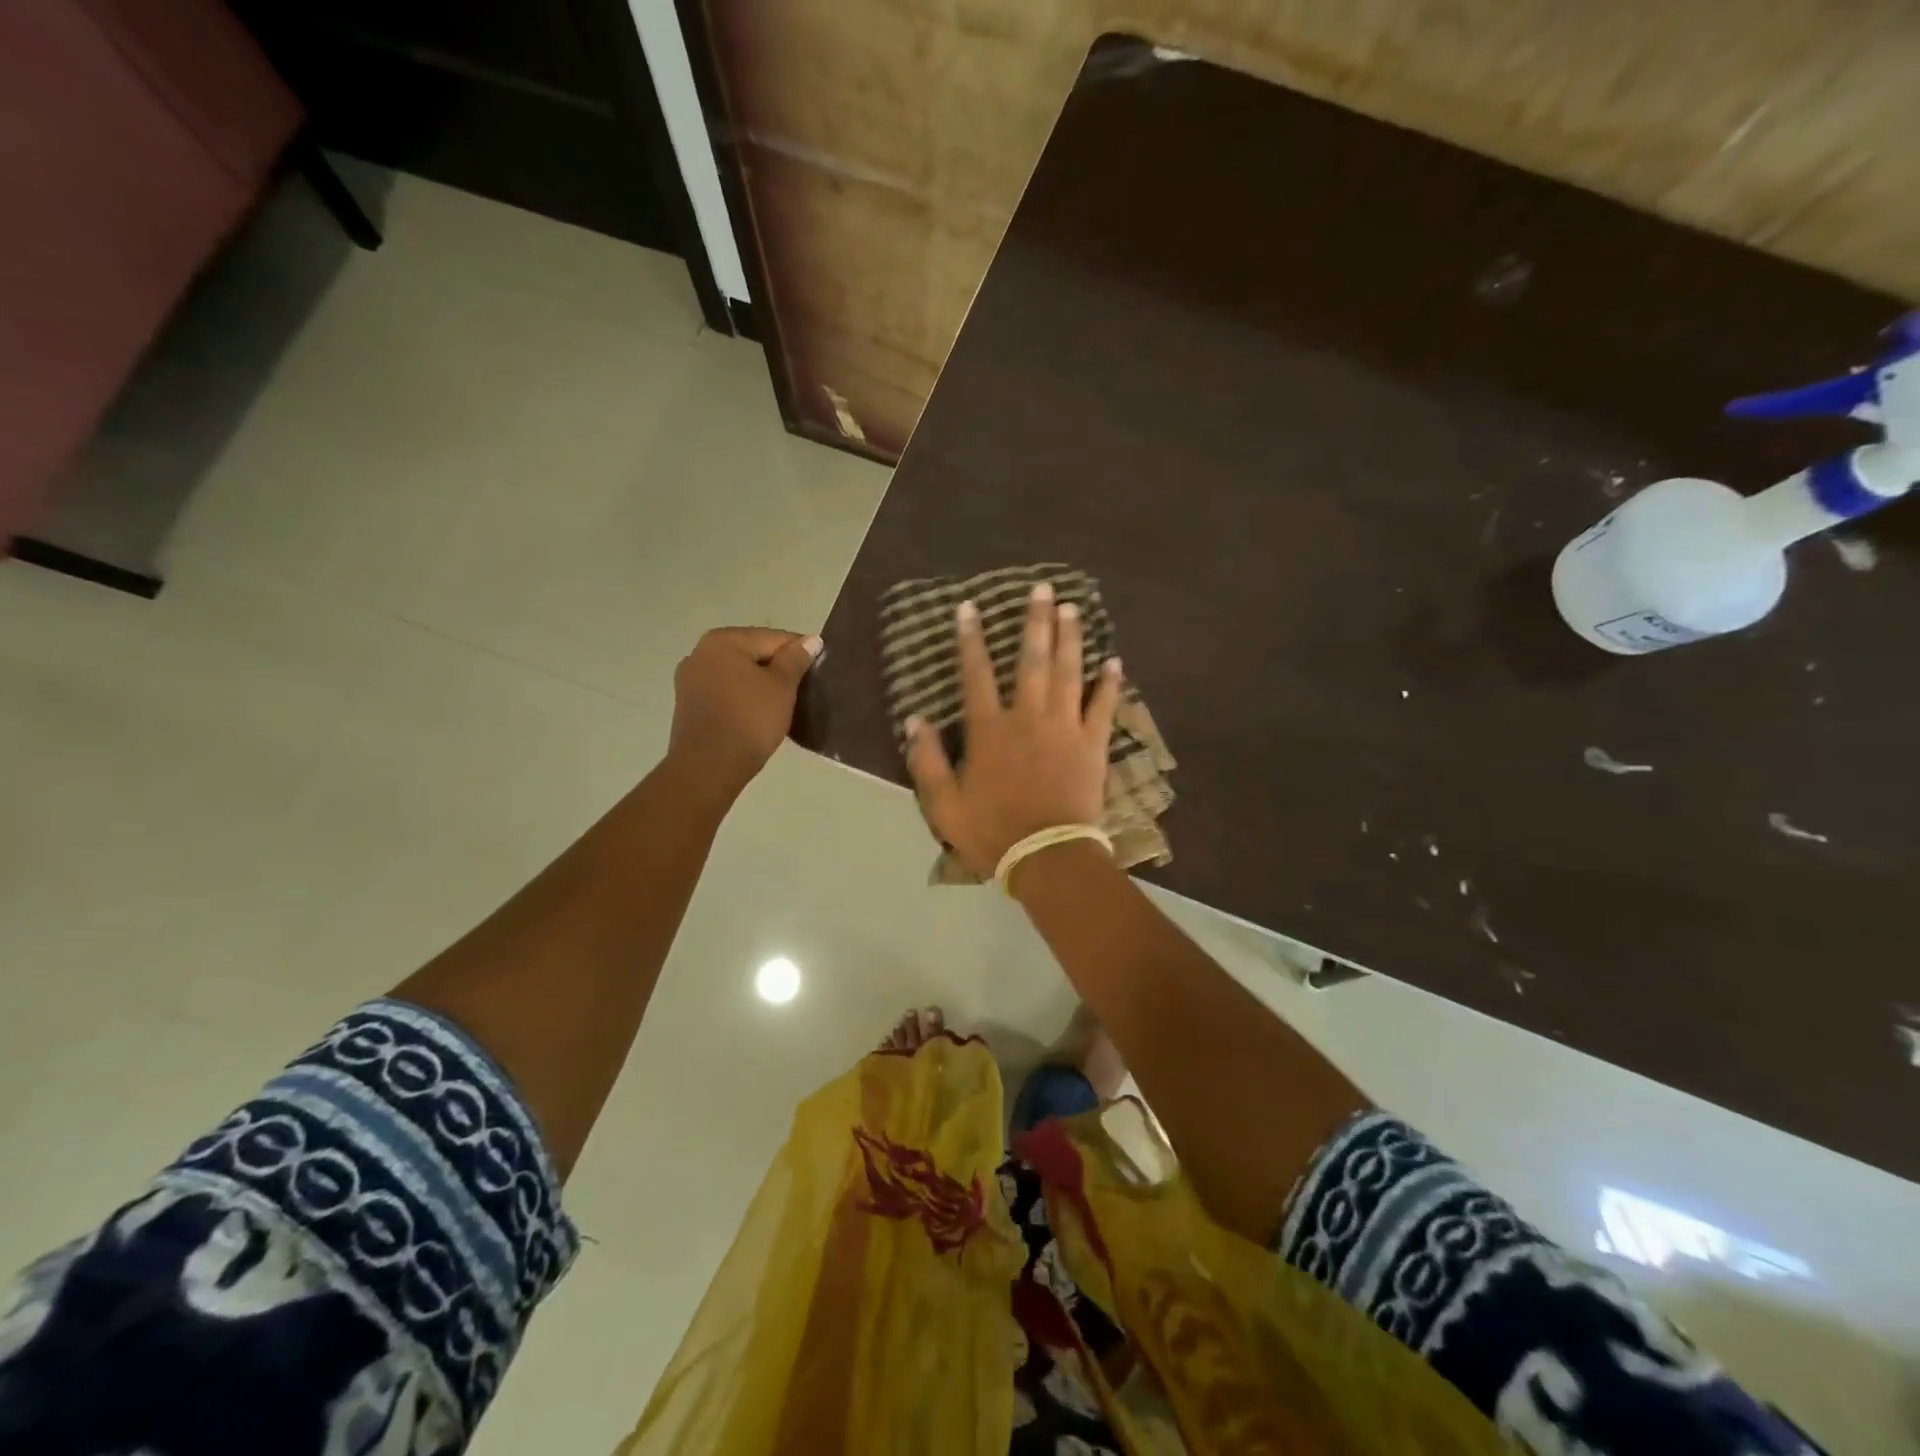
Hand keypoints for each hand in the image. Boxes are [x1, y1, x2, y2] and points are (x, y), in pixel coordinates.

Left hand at [668, 627, 821, 799]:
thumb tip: (812, 640)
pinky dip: (744, 698)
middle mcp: (701, 652)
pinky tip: (759, 715)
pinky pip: (725, 692)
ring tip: (783, 705)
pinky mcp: (689, 704)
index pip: (774, 638)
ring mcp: (691, 679)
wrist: (709, 767)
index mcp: (724, 640)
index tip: (818, 673)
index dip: (800, 653)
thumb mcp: (782, 686)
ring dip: (760, 685)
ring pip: (738, 674)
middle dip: (778, 669)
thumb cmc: (750, 720)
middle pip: (753, 653)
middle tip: (803, 691)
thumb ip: (796, 659)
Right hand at [905, 582, 1122, 876]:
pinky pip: (1103, 707)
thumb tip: (914, 720)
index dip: (970, 640)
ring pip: (1068, 673)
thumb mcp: (943, 804)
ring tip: (1072, 608)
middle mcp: (1028, 717)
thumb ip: (926, 760)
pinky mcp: (1093, 745)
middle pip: (1031, 660)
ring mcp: (1065, 728)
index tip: (970, 608)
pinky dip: (1110, 683)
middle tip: (1042, 589)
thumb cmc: (992, 831)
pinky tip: (1114, 661)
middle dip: (1035, 622)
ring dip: (1070, 638)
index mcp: (989, 730)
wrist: (1047, 856)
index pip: (975, 674)